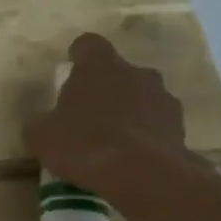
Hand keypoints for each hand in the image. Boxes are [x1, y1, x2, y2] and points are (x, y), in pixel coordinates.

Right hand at [23, 33, 201, 196]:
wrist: (143, 175)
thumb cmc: (85, 144)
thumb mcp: (41, 136)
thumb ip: (40, 123)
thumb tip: (42, 123)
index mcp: (99, 65)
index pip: (88, 45)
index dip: (78, 57)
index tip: (71, 71)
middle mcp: (136, 72)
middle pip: (118, 72)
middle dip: (105, 89)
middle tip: (88, 115)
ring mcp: (163, 98)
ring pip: (141, 97)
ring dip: (129, 112)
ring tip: (113, 142)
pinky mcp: (180, 127)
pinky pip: (157, 125)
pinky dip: (146, 136)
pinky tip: (132, 159)